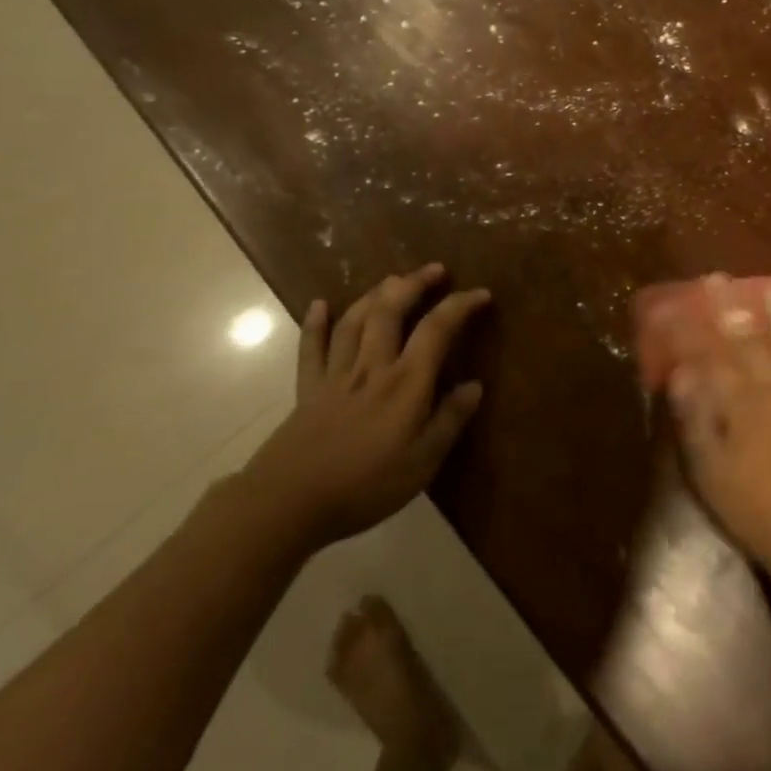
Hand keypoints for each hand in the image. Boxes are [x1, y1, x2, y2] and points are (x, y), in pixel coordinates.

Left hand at [240, 263, 489, 552]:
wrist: (289, 501)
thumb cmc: (365, 485)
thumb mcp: (422, 462)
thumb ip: (449, 421)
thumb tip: (474, 386)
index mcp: (405, 383)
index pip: (436, 330)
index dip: (459, 306)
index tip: (480, 293)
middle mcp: (372, 367)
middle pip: (391, 312)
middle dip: (414, 285)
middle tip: (434, 269)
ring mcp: (336, 375)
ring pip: (355, 321)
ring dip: (374, 295)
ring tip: (391, 279)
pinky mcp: (307, 389)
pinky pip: (311, 348)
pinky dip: (315, 323)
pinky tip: (319, 304)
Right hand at [668, 277, 770, 581]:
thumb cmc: (753, 507)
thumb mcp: (709, 470)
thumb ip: (695, 419)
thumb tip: (683, 373)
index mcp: (742, 404)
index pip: (712, 354)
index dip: (693, 327)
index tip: (678, 302)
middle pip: (752, 340)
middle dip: (734, 307)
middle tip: (722, 279)